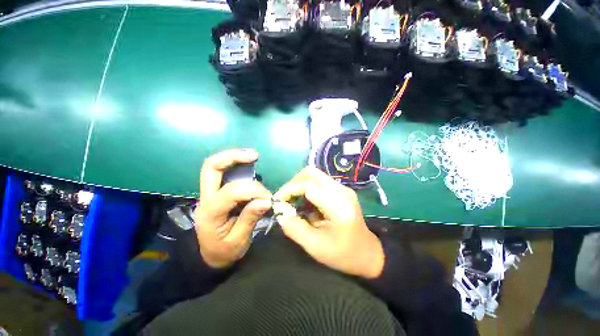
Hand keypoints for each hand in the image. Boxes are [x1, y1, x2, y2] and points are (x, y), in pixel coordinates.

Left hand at [195, 149, 271, 267]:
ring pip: (215, 167)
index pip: (232, 192)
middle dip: (233, 157)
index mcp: (210, 213)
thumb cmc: (223, 251)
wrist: (208, 256)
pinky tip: (248, 164)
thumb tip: (266, 201)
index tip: (269, 199)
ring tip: (253, 156)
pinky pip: (223, 173)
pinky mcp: (216, 192)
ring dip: (234, 158)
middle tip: (254, 155)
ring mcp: (209, 193)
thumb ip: (250, 219)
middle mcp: (206, 198)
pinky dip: (236, 165)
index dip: (254, 191)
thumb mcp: (238, 241)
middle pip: (211, 168)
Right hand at [273, 167, 384, 278]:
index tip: (278, 202)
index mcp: (338, 205)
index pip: (308, 185)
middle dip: (293, 183)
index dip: (289, 190)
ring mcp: (343, 188)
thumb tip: (279, 211)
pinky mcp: (341, 190)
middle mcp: (341, 190)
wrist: (368, 254)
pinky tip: (304, 203)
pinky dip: (307, 188)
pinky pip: (319, 182)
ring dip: (299, 185)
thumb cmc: (342, 254)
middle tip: (285, 198)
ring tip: (292, 201)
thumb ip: (294, 228)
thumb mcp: (315, 246)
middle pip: (311, 173)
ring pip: (314, 175)